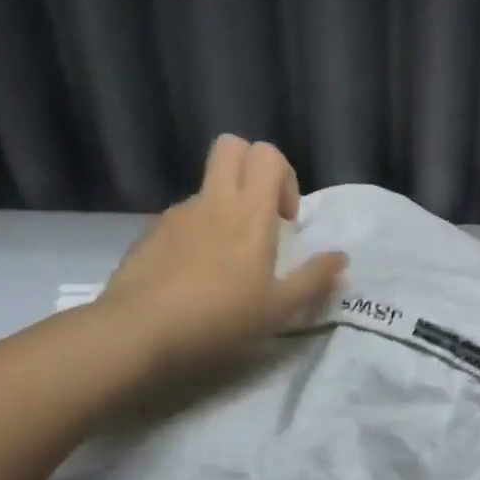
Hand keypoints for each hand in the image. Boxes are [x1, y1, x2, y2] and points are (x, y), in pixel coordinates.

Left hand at [96, 135, 346, 369]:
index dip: (283, 176)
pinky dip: (198, 233)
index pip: (266, 154)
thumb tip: (341, 257)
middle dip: (251, 168)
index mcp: (249, 213)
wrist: (139, 332)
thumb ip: (314, 279)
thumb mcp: (279, 309)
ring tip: (227, 262)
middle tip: (262, 215)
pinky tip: (195, 277)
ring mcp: (177, 214)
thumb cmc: (219, 318)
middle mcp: (213, 201)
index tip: (285, 220)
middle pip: (230, 147)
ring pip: (207, 187)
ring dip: (225, 207)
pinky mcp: (151, 233)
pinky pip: (183, 218)